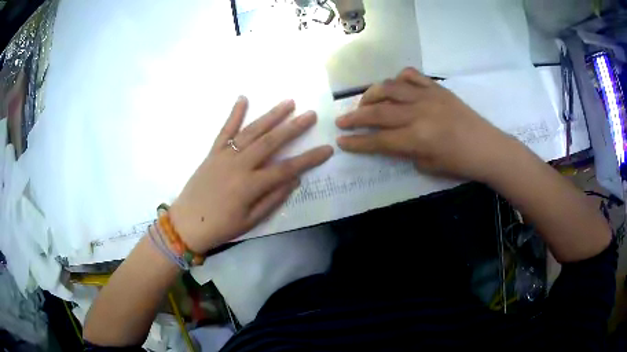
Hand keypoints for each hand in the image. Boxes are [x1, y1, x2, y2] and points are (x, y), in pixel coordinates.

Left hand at [169, 97, 332, 252]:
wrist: (187, 223)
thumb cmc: (221, 227)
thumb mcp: (251, 221)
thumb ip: (273, 199)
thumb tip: (294, 180)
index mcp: (251, 186)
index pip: (287, 169)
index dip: (309, 159)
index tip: (327, 149)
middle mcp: (239, 165)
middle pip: (271, 142)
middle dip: (293, 128)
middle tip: (311, 115)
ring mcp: (224, 156)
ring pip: (251, 131)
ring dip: (271, 116)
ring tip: (288, 103)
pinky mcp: (212, 152)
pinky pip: (225, 130)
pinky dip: (234, 114)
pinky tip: (243, 98)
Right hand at [336, 67, 512, 181]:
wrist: (487, 147)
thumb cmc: (460, 163)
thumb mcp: (428, 166)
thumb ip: (405, 152)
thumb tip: (391, 140)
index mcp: (417, 139)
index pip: (378, 140)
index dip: (357, 142)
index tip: (341, 141)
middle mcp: (418, 114)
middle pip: (378, 111)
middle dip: (355, 117)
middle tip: (341, 120)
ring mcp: (427, 97)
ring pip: (390, 87)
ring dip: (371, 94)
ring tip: (364, 103)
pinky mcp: (436, 88)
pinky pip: (411, 76)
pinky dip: (398, 79)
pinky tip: (394, 86)